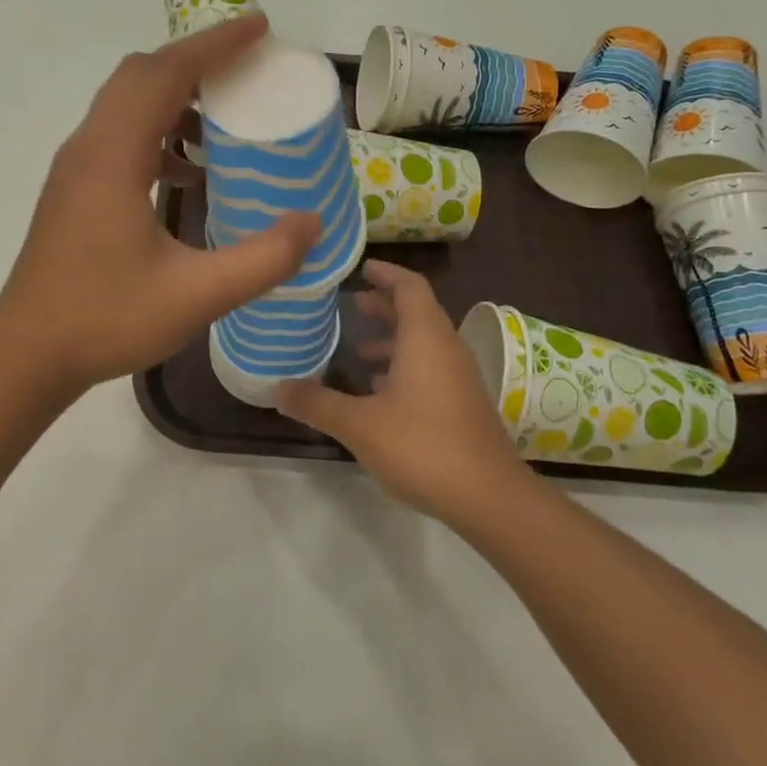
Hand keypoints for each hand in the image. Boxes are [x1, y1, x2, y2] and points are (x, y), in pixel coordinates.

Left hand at [0, 14, 318, 394]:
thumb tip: (313, 223)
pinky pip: (119, 135)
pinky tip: (188, 171)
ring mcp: (75, 168)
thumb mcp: (197, 296)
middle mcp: (88, 148)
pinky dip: (158, 131)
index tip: (259, 27)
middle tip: (248, 65)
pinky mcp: (73, 190)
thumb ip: (263, 260)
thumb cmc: (106, 320)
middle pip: (140, 75)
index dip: (213, 44)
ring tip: (225, 114)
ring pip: (126, 103)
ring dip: (174, 94)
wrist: (28, 353)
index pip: (163, 74)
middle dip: (196, 59)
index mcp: (113, 157)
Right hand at [275, 262, 536, 523]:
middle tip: (350, 305)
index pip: (410, 287)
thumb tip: (277, 389)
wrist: (489, 497)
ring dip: (393, 339)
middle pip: (417, 312)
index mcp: (426, 339)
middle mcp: (446, 349)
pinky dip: (404, 366)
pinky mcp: (462, 403)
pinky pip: (430, 368)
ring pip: (424, 343)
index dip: (387, 273)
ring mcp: (459, 377)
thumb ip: (318, 404)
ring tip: (357, 349)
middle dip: (384, 305)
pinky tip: (379, 390)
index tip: (360, 268)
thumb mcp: (360, 425)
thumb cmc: (423, 447)